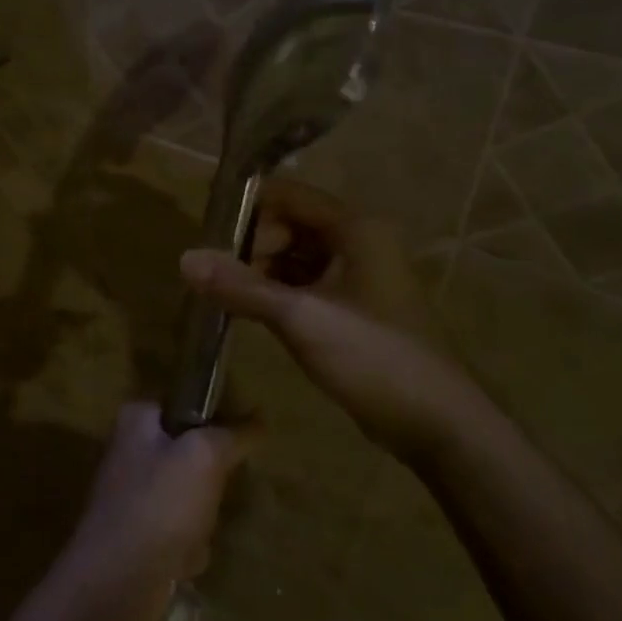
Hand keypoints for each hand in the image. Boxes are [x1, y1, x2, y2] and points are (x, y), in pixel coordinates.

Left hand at [56, 403, 247, 620]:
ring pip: (189, 495)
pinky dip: (187, 546)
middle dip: (209, 481)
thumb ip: (232, 434)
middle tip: (215, 492)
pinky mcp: (136, 532)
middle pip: (190, 453)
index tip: (235, 442)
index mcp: (136, 419)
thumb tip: (259, 419)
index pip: (185, 404)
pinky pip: (178, 531)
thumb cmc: (160, 505)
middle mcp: (129, 450)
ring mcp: (131, 493)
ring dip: (202, 518)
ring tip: (198, 531)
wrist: (117, 581)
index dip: (213, 422)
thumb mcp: (205, 457)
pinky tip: (184, 559)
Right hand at [179, 179, 476, 453]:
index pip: (288, 195)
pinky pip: (305, 286)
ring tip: (221, 294)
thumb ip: (241, 287)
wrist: (437, 425)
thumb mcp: (301, 318)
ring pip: (295, 258)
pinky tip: (246, 312)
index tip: (205, 228)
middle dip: (249, 245)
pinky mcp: (353, 308)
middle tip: (212, 274)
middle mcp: (358, 242)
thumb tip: (184, 258)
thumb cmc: (374, 357)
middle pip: (289, 225)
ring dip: (259, 271)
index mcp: (355, 229)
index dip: (246, 206)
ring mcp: (357, 277)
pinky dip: (276, 294)